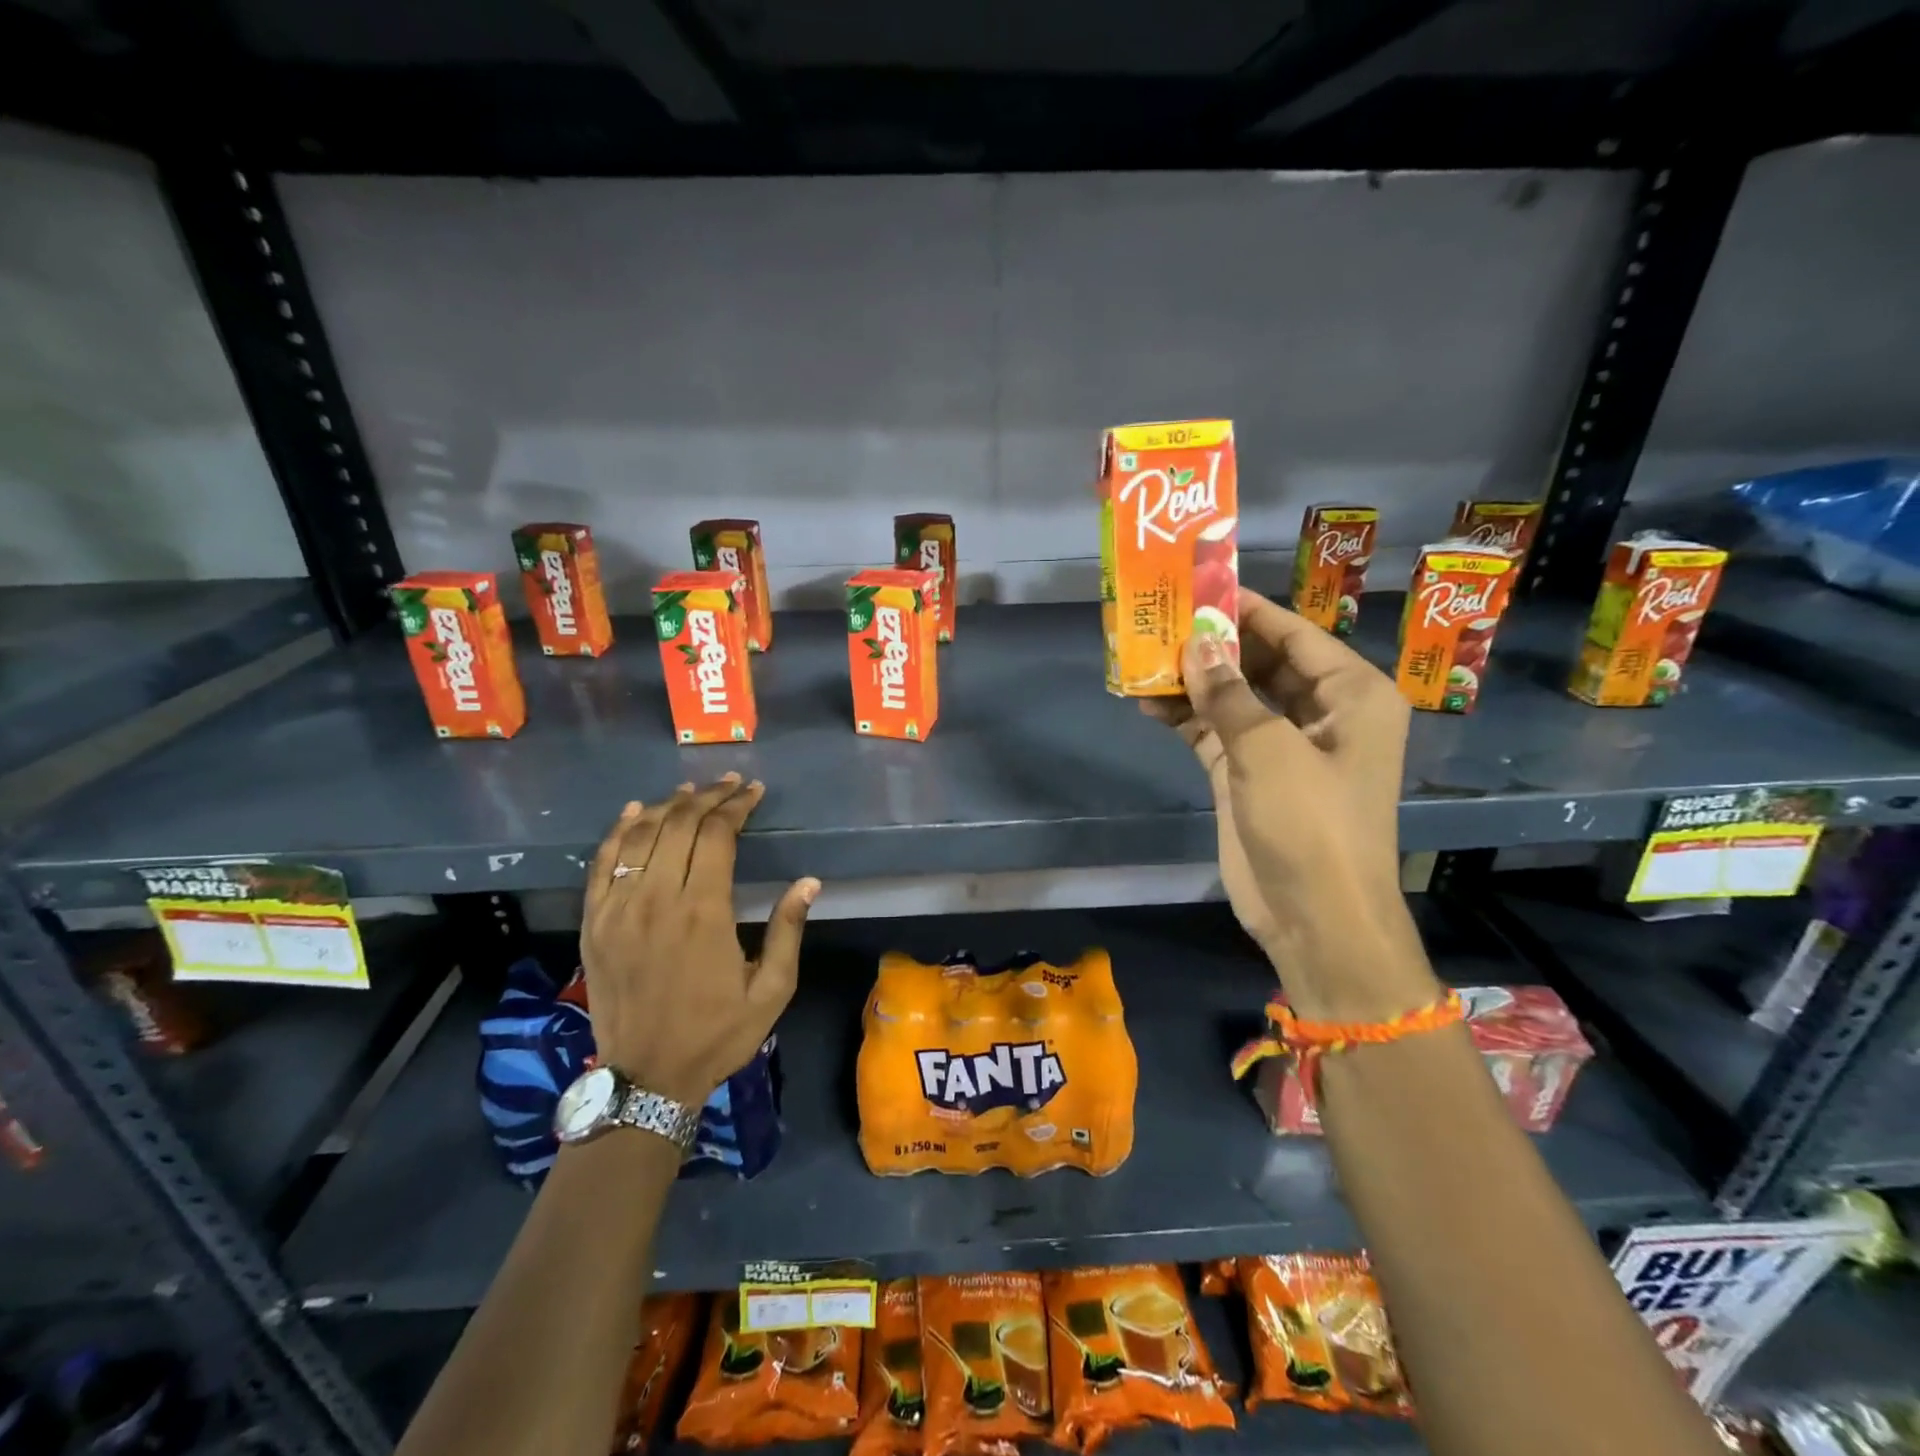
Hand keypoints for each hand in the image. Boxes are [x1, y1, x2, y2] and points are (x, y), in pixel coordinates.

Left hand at [580, 775, 818, 1104]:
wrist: (648, 1078)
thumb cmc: (718, 1033)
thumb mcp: (772, 990)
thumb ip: (788, 931)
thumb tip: (808, 882)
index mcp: (704, 912)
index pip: (718, 834)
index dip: (737, 806)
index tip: (753, 792)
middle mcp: (658, 899)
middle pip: (680, 825)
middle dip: (708, 797)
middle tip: (729, 785)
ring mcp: (618, 909)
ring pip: (641, 835)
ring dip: (668, 806)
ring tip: (691, 791)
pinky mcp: (593, 922)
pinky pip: (602, 863)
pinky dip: (619, 830)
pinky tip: (636, 811)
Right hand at [1142, 590, 1434, 1018]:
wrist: (1315, 918)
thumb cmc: (1311, 824)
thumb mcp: (1269, 750)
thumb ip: (1228, 693)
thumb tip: (1195, 641)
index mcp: (1352, 696)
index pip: (1296, 635)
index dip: (1249, 610)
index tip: (1202, 584)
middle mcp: (1321, 713)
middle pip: (1262, 663)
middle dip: (1214, 644)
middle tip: (1162, 616)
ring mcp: (1282, 746)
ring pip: (1233, 698)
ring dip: (1193, 681)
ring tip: (1143, 653)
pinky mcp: (1250, 774)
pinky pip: (1215, 732)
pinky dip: (1185, 717)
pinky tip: (1146, 700)